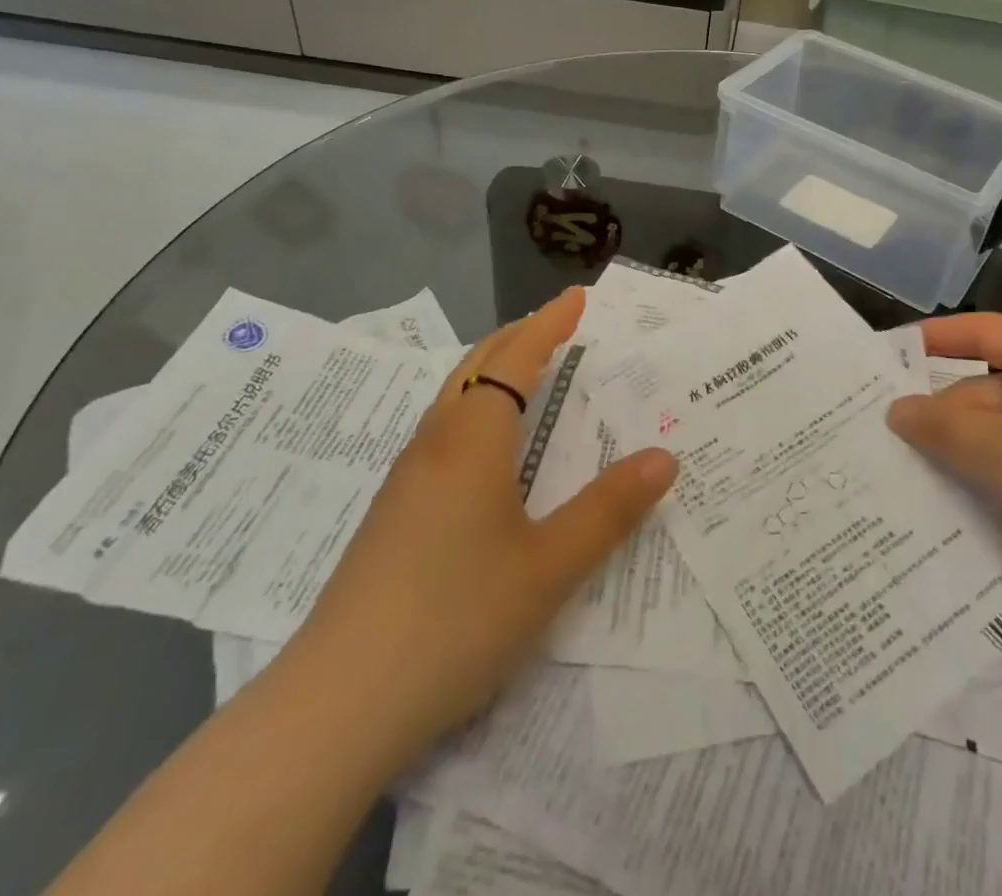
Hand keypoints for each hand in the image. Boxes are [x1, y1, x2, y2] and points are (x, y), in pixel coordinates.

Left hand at [289, 288, 677, 771]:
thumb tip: (664, 457)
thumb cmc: (455, 619)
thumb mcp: (549, 567)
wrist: (337, 705)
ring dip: (493, 372)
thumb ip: (609, 510)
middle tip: (559, 324)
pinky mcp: (392, 514)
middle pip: (476, 367)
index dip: (548, 325)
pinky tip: (487, 449)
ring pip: (453, 400)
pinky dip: (476, 409)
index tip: (578, 297)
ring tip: (529, 373)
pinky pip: (442, 433)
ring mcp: (406, 480)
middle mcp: (435, 445)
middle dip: (519, 337)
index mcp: (472, 441)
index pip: (515, 360)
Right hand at [886, 314, 1001, 647]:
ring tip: (914, 478)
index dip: (939, 336)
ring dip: (964, 454)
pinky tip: (961, 510)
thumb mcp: (1001, 452)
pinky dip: (993, 484)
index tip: (893, 355)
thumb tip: (898, 410)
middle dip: (945, 412)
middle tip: (892, 441)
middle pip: (991, 388)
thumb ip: (942, 426)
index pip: (988, 331)